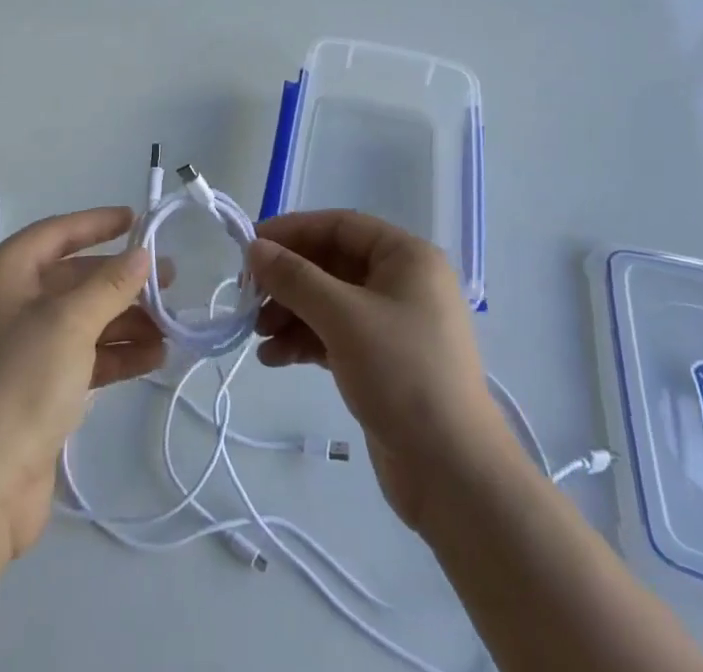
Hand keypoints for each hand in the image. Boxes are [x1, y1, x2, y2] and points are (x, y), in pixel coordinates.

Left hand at [0, 208, 159, 563]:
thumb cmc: (18, 384)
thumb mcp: (70, 323)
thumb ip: (111, 284)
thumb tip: (142, 255)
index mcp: (1, 275)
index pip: (56, 233)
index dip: (97, 224)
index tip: (138, 220)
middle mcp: (6, 305)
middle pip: (73, 279)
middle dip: (122, 281)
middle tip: (170, 282)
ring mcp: (19, 350)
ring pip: (82, 320)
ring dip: (126, 321)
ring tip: (172, 326)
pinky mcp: (34, 389)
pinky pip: (82, 356)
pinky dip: (115, 354)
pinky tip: (155, 357)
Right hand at [247, 210, 512, 532]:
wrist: (455, 475)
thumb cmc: (403, 374)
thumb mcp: (343, 317)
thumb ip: (294, 278)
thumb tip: (254, 248)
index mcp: (407, 257)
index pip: (340, 226)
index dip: (293, 231)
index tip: (250, 247)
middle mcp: (403, 282)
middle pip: (332, 264)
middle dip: (288, 280)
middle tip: (247, 296)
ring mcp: (394, 324)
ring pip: (330, 302)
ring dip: (290, 313)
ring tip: (257, 334)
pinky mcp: (384, 362)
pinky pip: (336, 335)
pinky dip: (305, 341)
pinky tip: (274, 357)